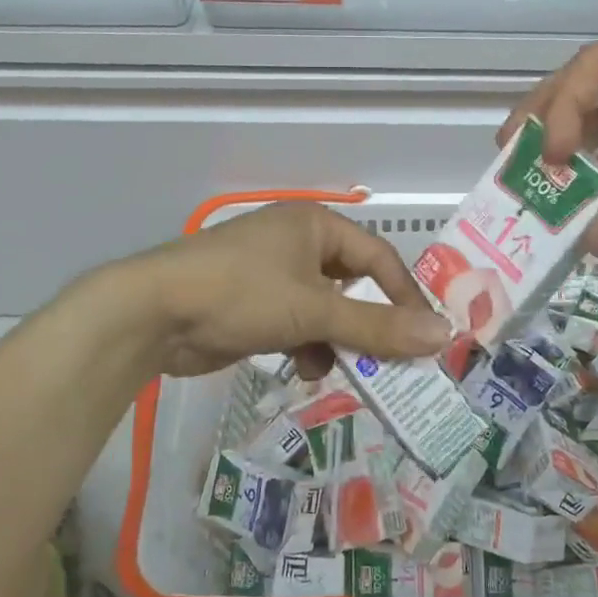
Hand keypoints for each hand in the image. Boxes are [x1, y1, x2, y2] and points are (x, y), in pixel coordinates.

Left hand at [119, 202, 452, 379]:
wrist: (154, 314)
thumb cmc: (241, 294)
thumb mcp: (315, 310)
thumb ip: (378, 326)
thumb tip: (443, 334)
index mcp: (315, 225)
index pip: (378, 256)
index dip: (405, 296)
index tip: (426, 336)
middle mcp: (297, 243)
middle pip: (352, 284)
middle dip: (369, 324)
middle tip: (394, 361)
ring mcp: (272, 275)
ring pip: (325, 309)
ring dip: (337, 340)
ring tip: (347, 371)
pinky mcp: (253, 305)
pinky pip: (297, 324)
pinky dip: (306, 346)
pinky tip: (305, 370)